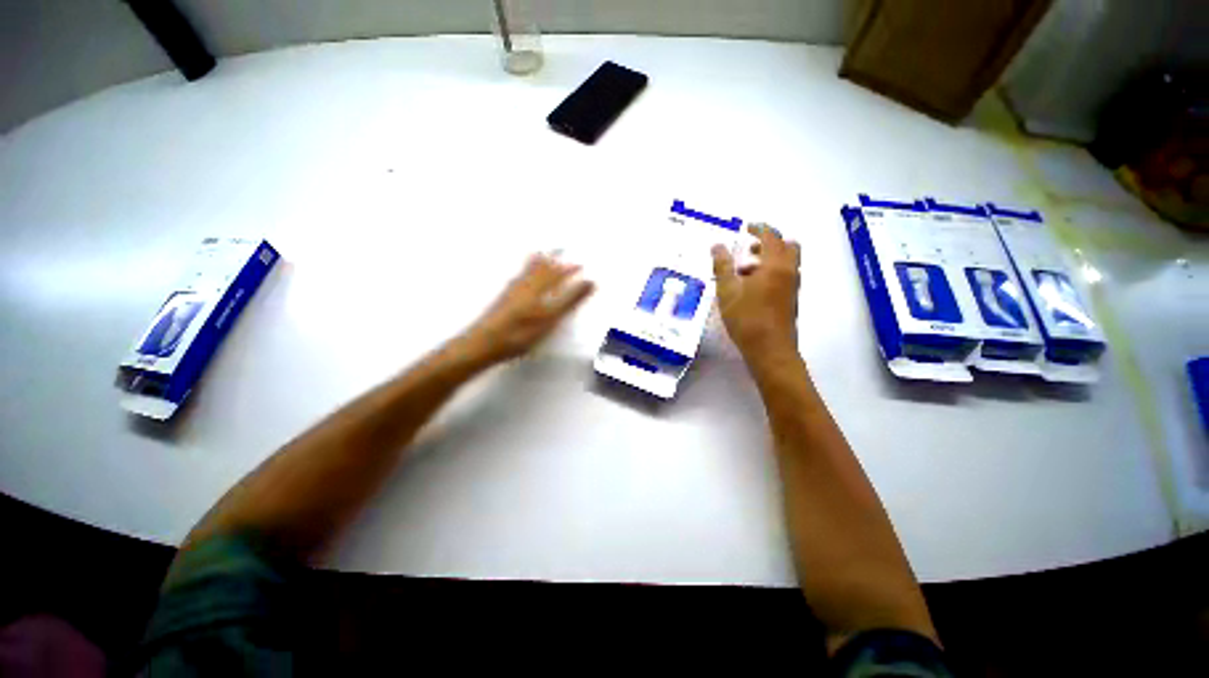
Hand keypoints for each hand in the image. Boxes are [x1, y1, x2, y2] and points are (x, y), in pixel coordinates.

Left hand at [462, 253, 594, 364]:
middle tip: (561, 247)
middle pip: (541, 265)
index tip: (582, 264)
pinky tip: (521, 277)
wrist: (486, 341)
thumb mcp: (552, 316)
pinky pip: (519, 277)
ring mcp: (513, 290)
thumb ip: (571, 299)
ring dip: (538, 261)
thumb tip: (591, 281)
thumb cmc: (522, 331)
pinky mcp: (504, 298)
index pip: (558, 272)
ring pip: (528, 270)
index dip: (570, 268)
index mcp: (540, 285)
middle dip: (553, 257)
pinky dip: (526, 270)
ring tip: (542, 254)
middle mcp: (526, 283)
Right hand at [712, 224, 800, 361]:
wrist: (770, 350)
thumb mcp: (727, 291)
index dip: (759, 228)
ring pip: (787, 261)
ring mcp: (793, 286)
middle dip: (769, 242)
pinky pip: (785, 275)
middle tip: (749, 248)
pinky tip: (751, 287)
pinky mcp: (791, 299)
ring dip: (769, 258)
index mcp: (775, 265)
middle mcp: (789, 271)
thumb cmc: (746, 319)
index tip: (746, 227)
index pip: (771, 236)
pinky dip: (772, 271)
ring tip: (744, 270)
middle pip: (787, 246)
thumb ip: (722, 266)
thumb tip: (717, 245)